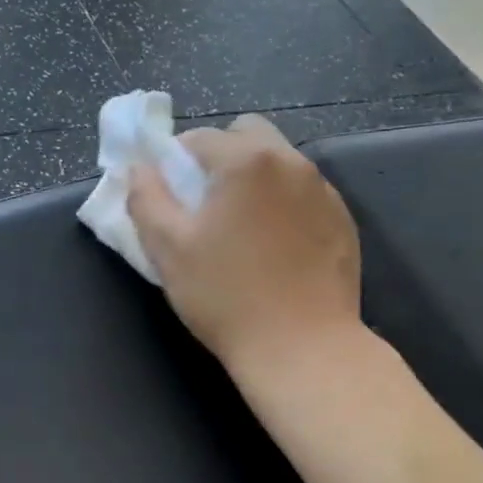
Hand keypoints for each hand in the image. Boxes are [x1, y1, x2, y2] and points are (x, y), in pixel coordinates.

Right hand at [128, 116, 363, 381]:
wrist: (302, 348)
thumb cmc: (224, 295)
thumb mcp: (166, 248)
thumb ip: (145, 198)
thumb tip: (140, 169)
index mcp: (246, 162)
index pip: (197, 138)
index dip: (171, 160)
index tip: (164, 194)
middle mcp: (291, 163)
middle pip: (246, 134)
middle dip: (217, 156)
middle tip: (200, 203)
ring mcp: (323, 191)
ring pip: (277, 161)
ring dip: (250, 178)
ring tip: (236, 227)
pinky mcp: (342, 220)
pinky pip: (301, 192)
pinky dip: (279, 202)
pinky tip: (269, 246)